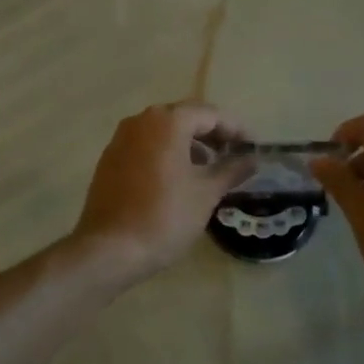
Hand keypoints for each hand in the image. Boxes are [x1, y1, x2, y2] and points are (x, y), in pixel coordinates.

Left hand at [71, 101, 253, 282]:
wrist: (109, 249)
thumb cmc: (165, 216)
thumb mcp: (206, 193)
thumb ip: (231, 169)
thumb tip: (252, 159)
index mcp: (167, 121)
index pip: (210, 114)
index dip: (236, 129)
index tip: (254, 147)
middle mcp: (141, 120)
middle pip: (185, 117)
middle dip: (212, 134)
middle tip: (234, 155)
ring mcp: (121, 138)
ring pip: (163, 131)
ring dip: (189, 144)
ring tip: (209, 168)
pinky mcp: (110, 159)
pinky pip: (146, 145)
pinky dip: (166, 153)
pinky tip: (179, 178)